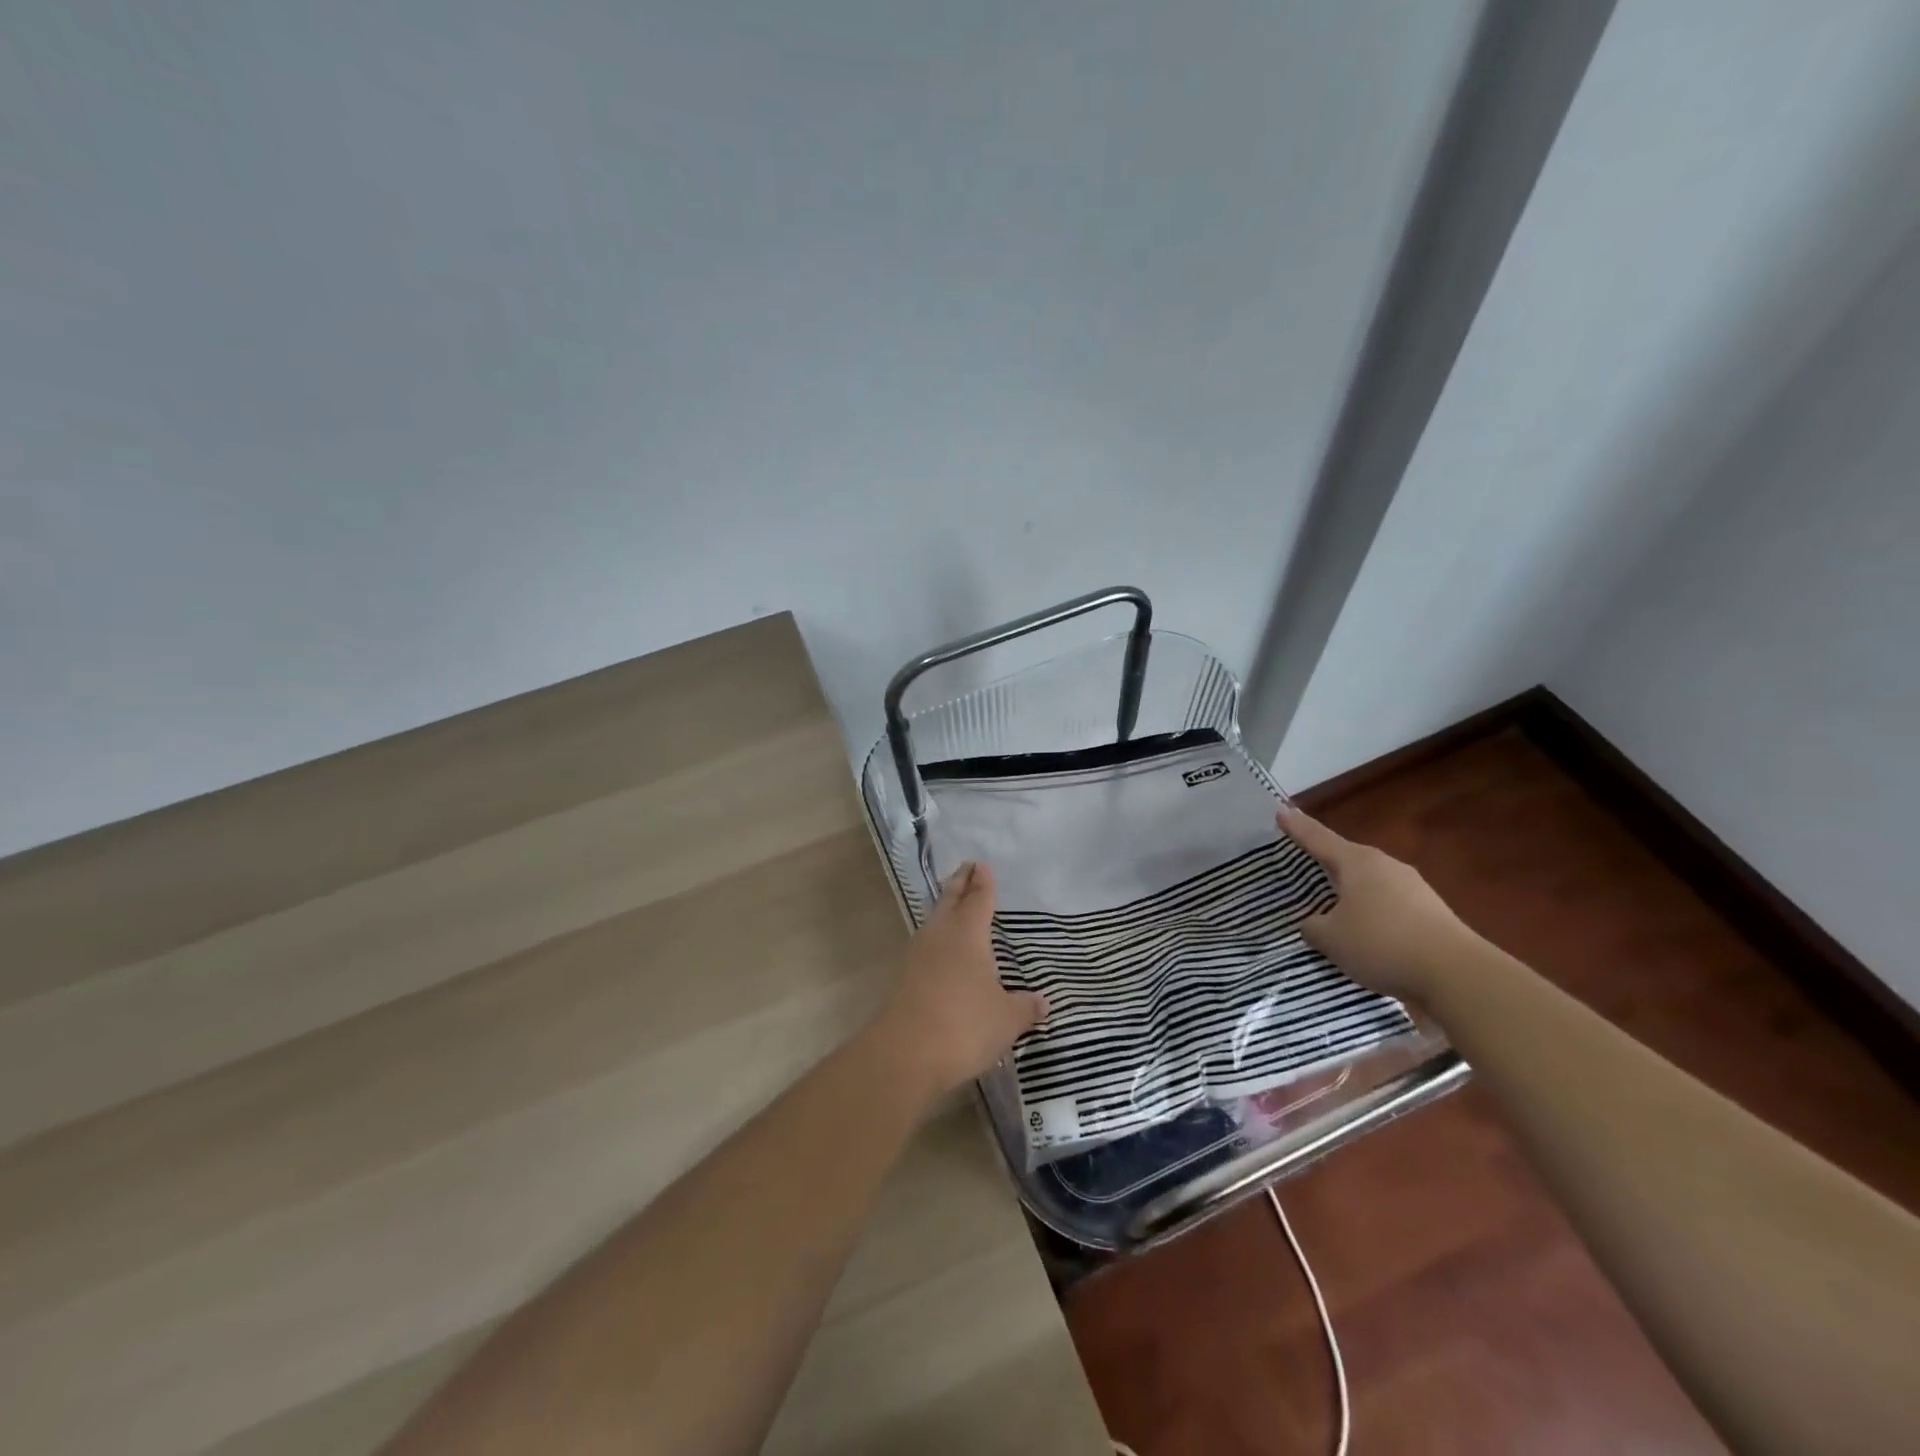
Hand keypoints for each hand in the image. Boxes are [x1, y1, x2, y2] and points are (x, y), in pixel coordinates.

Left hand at [866, 862, 1048, 1100]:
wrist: (905, 1054)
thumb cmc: (964, 1025)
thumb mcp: (1006, 1019)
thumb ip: (1025, 1008)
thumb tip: (1043, 1002)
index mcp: (968, 934)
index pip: (978, 899)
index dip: (982, 883)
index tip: (981, 865)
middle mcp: (941, 936)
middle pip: (950, 901)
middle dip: (959, 884)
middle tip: (965, 868)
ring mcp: (918, 956)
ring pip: (934, 922)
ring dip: (944, 908)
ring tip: (952, 903)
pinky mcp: (904, 979)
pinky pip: (925, 947)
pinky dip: (936, 938)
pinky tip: (941, 950)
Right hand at [1277, 807, 1480, 1003]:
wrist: (1457, 975)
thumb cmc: (1381, 944)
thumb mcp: (1330, 938)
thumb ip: (1313, 926)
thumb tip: (1315, 922)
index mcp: (1357, 862)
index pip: (1318, 838)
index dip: (1297, 827)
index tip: (1280, 810)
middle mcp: (1386, 866)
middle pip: (1346, 859)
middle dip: (1326, 862)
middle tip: (1303, 863)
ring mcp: (1413, 888)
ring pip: (1370, 884)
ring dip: (1351, 894)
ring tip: (1333, 910)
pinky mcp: (1431, 913)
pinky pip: (1389, 906)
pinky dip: (1373, 915)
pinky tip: (1367, 936)